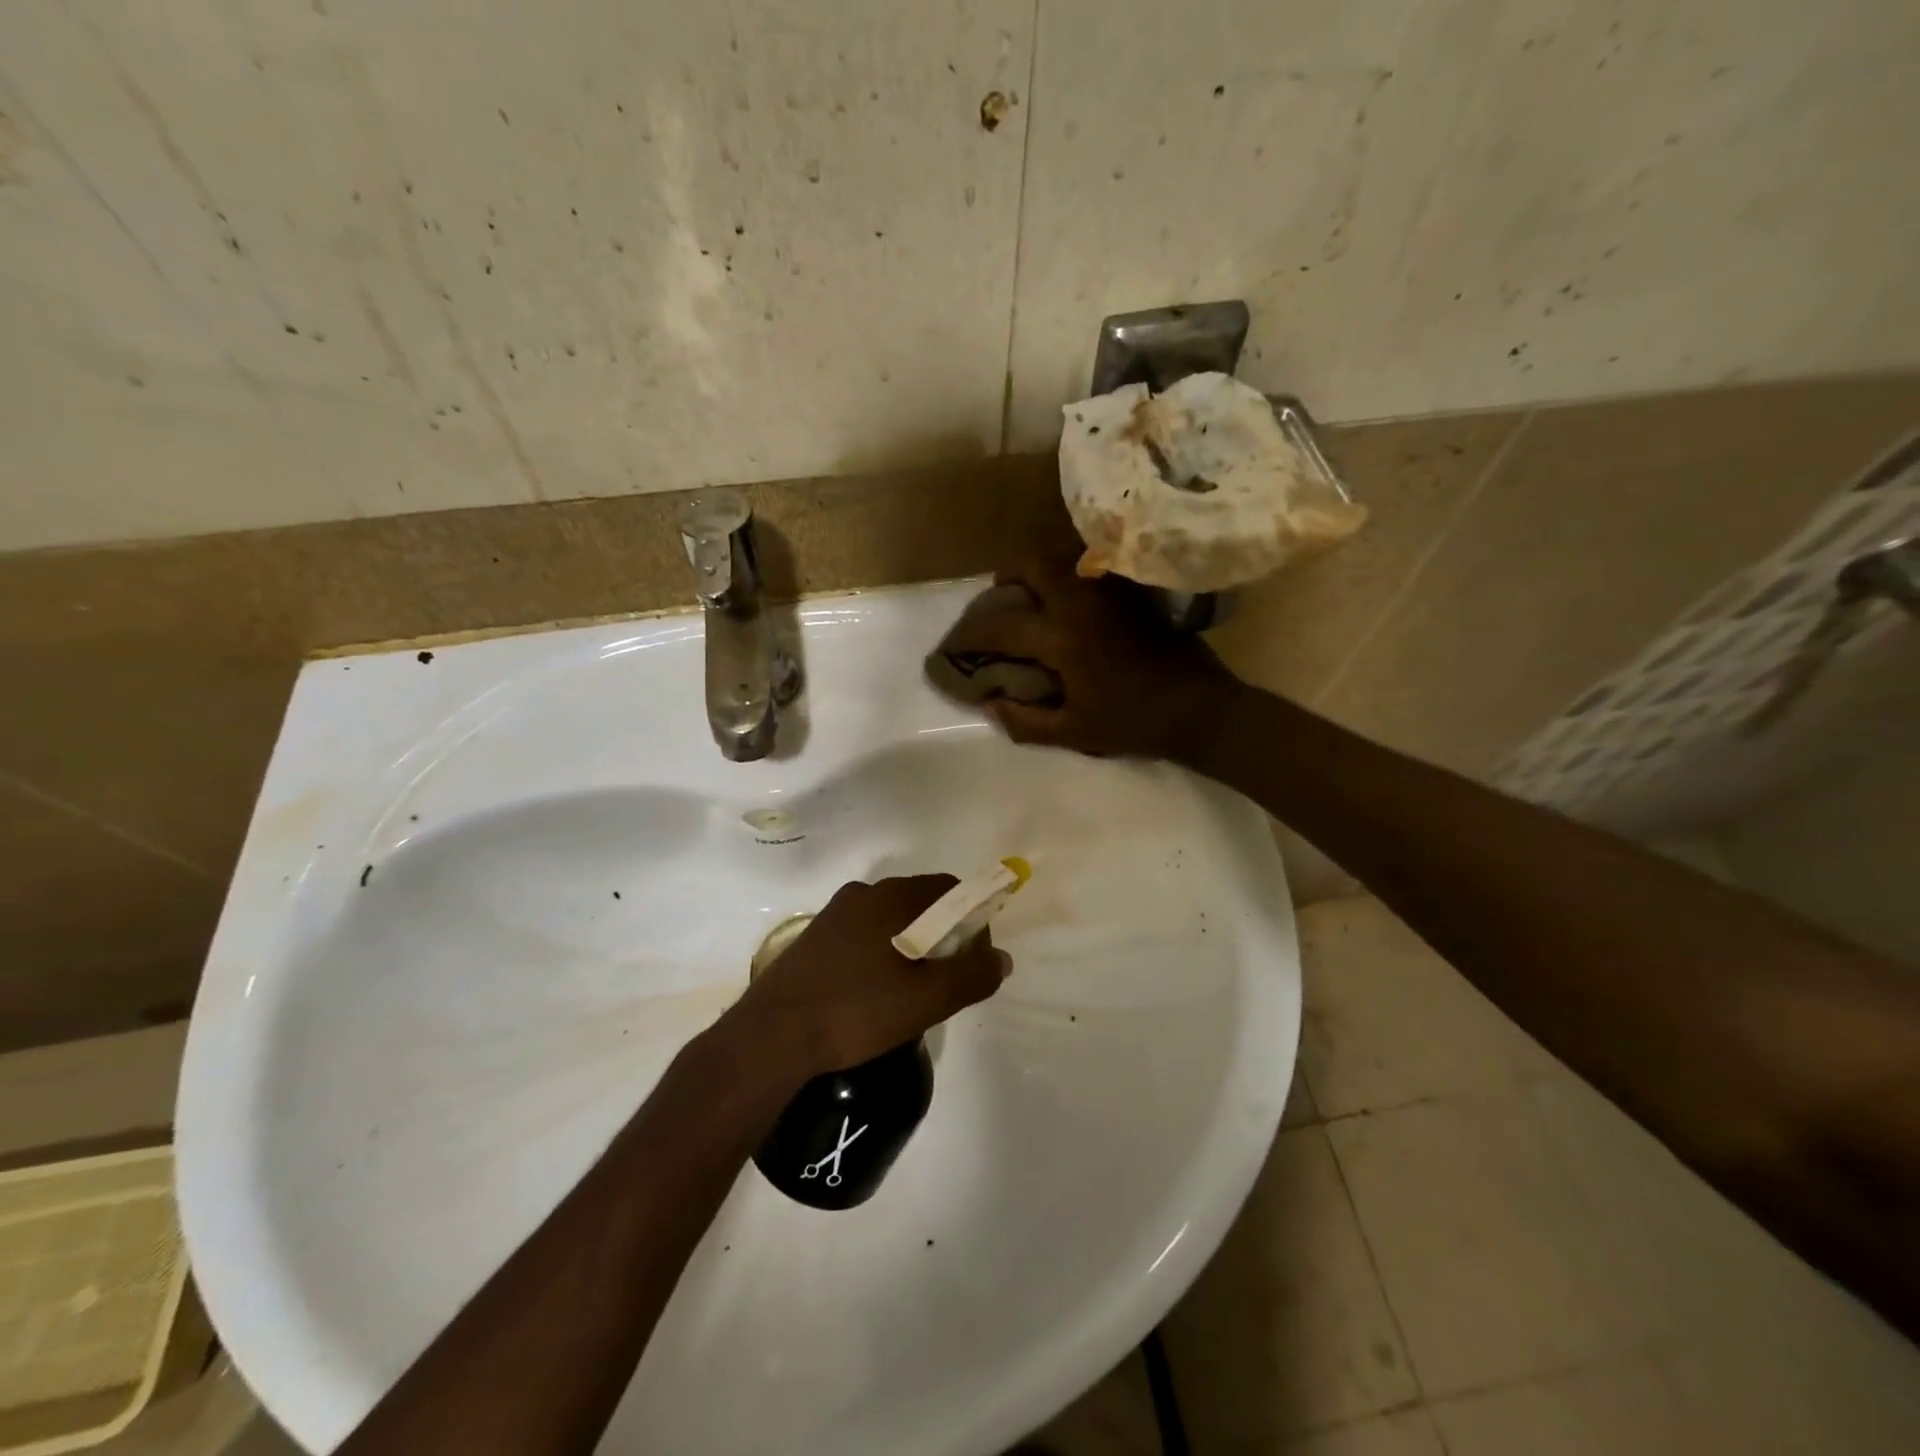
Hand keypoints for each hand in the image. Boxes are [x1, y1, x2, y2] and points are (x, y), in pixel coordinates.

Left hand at [720, 875, 1009, 1078]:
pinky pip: (863, 936)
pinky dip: (881, 955)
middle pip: (920, 903)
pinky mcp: (814, 939)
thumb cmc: (855, 1011)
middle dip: (942, 937)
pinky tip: (874, 995)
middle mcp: (862, 894)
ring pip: (890, 922)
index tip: (972, 960)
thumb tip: (1001, 958)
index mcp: (890, 897)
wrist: (771, 1037)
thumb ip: (971, 975)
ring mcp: (833, 915)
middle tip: (944, 982)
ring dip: (911, 947)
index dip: (972, 920)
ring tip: (910, 994)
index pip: (949, 889)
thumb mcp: (925, 1000)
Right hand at [941, 559, 1239, 760]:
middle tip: (1001, 602)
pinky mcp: (1131, 590)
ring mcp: (1109, 590)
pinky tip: (1070, 603)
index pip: (1000, 624)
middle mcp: (1081, 601)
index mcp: (1062, 638)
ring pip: (1061, 556)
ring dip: (1038, 571)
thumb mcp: (1073, 733)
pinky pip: (1090, 566)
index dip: (970, 632)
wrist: (1199, 709)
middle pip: (1029, 562)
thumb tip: (989, 704)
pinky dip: (1069, 575)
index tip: (956, 642)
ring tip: (1034, 599)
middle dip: (1004, 578)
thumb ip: (1024, 721)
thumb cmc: (1133, 723)